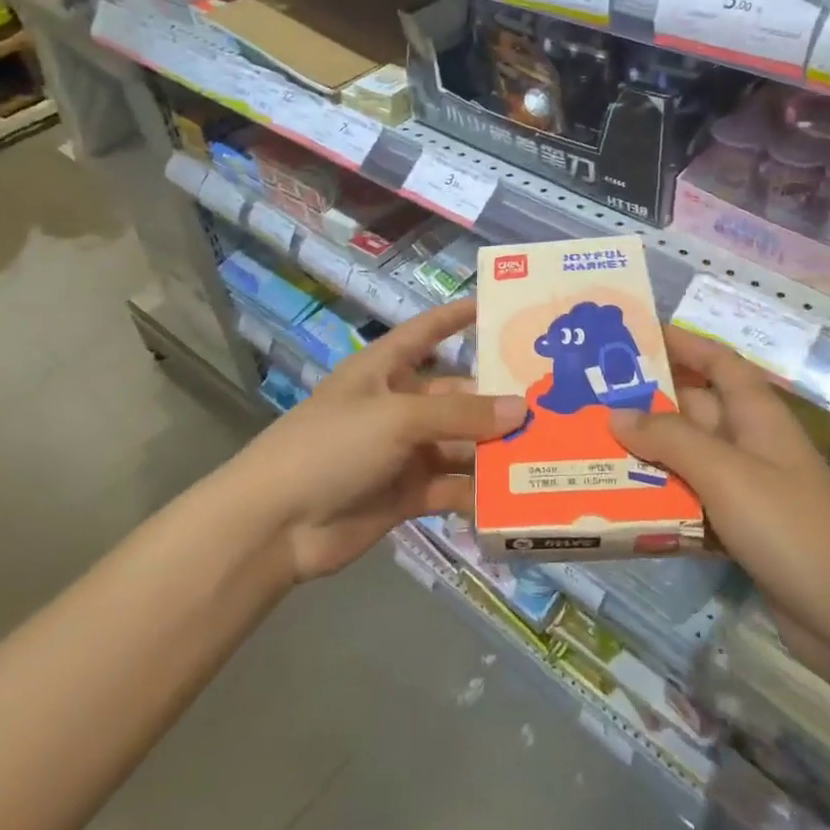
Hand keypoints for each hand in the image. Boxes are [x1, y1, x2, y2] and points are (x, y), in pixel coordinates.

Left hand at [237, 299, 525, 580]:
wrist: (277, 523)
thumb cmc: (333, 446)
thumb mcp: (397, 418)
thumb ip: (460, 416)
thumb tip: (522, 408)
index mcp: (384, 369)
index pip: (427, 332)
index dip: (457, 317)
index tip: (499, 306)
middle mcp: (397, 405)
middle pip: (455, 396)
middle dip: (496, 401)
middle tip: (552, 402)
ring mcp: (402, 452)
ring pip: (460, 444)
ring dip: (494, 449)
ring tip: (547, 450)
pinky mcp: (407, 494)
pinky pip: (452, 486)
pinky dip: (477, 492)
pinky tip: (514, 496)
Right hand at [608, 327, 829, 679]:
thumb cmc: (790, 528)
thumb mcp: (725, 473)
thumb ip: (669, 438)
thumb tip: (616, 413)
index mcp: (756, 414)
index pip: (717, 361)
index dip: (681, 343)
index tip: (632, 337)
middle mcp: (749, 442)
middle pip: (692, 408)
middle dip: (644, 402)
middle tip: (587, 400)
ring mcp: (746, 487)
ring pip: (686, 456)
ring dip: (645, 454)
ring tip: (589, 448)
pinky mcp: (739, 528)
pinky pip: (690, 499)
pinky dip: (659, 497)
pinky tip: (619, 502)